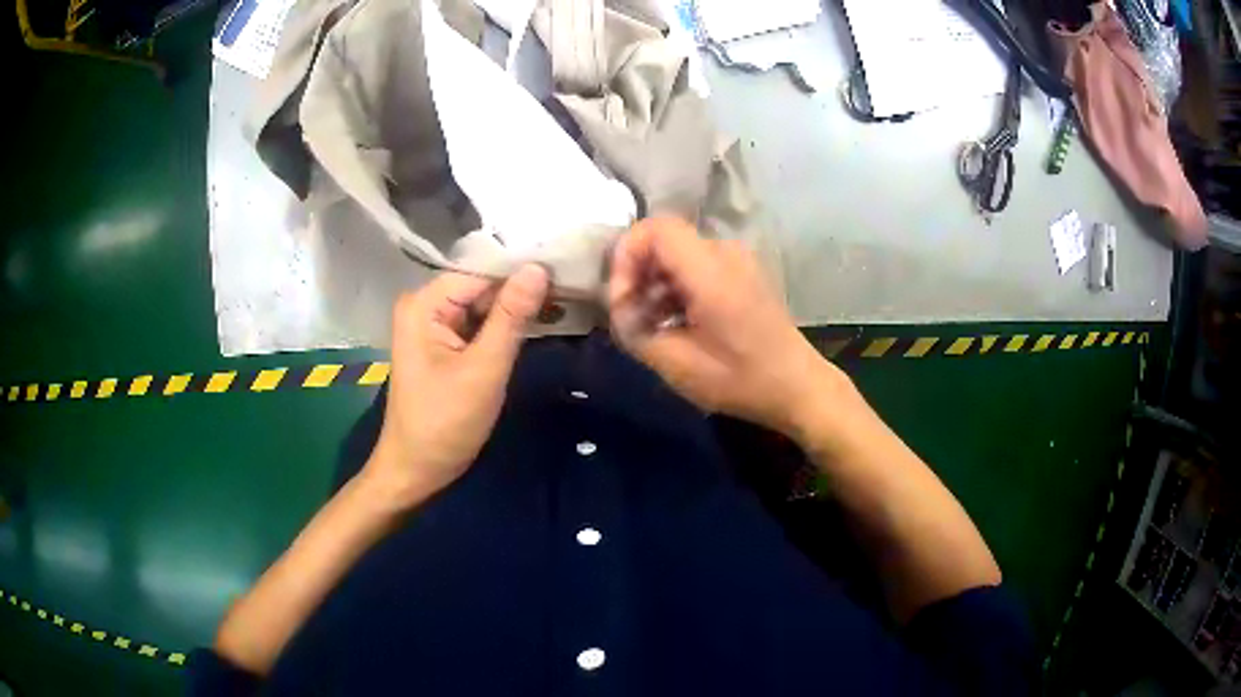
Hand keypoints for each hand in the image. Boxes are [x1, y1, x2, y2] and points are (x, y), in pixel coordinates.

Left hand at [363, 265, 549, 508]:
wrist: (418, 470)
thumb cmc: (445, 423)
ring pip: (484, 304)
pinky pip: (480, 324)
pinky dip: (506, 325)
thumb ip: (511, 317)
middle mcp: (425, 305)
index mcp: (424, 304)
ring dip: (518, 308)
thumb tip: (538, 268)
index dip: (521, 271)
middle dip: (522, 290)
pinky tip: (542, 321)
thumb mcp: (484, 369)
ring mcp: (434, 325)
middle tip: (573, 288)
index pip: (481, 273)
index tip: (566, 271)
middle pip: (481, 285)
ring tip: (567, 300)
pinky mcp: (445, 343)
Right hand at [609, 218, 842, 437]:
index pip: (655, 229)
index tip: (621, 299)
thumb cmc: (742, 380)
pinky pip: (697, 266)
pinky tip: (676, 324)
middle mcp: (725, 253)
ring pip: (678, 254)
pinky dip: (676, 288)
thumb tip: (619, 310)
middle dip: (637, 274)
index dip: (626, 256)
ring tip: (652, 326)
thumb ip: (636, 332)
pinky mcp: (742, 274)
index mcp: (711, 271)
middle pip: (664, 241)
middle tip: (631, 318)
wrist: (799, 387)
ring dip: (656, 284)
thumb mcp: (678, 367)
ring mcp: (737, 261)